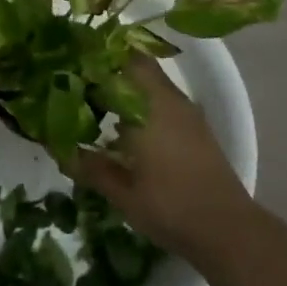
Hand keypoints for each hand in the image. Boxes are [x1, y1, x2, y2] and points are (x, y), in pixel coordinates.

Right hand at [71, 56, 254, 255]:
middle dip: (109, 71)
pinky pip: (163, 102)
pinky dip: (143, 105)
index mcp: (150, 105)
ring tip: (97, 105)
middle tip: (79, 83)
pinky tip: (125, 130)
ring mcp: (187, 113)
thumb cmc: (170, 207)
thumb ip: (89, 166)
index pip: (123, 59)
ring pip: (152, 85)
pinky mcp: (197, 129)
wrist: (227, 230)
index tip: (72, 62)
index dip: (97, 55)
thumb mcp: (122, 192)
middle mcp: (170, 100)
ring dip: (127, 88)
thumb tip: (58, 148)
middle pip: (138, 67)